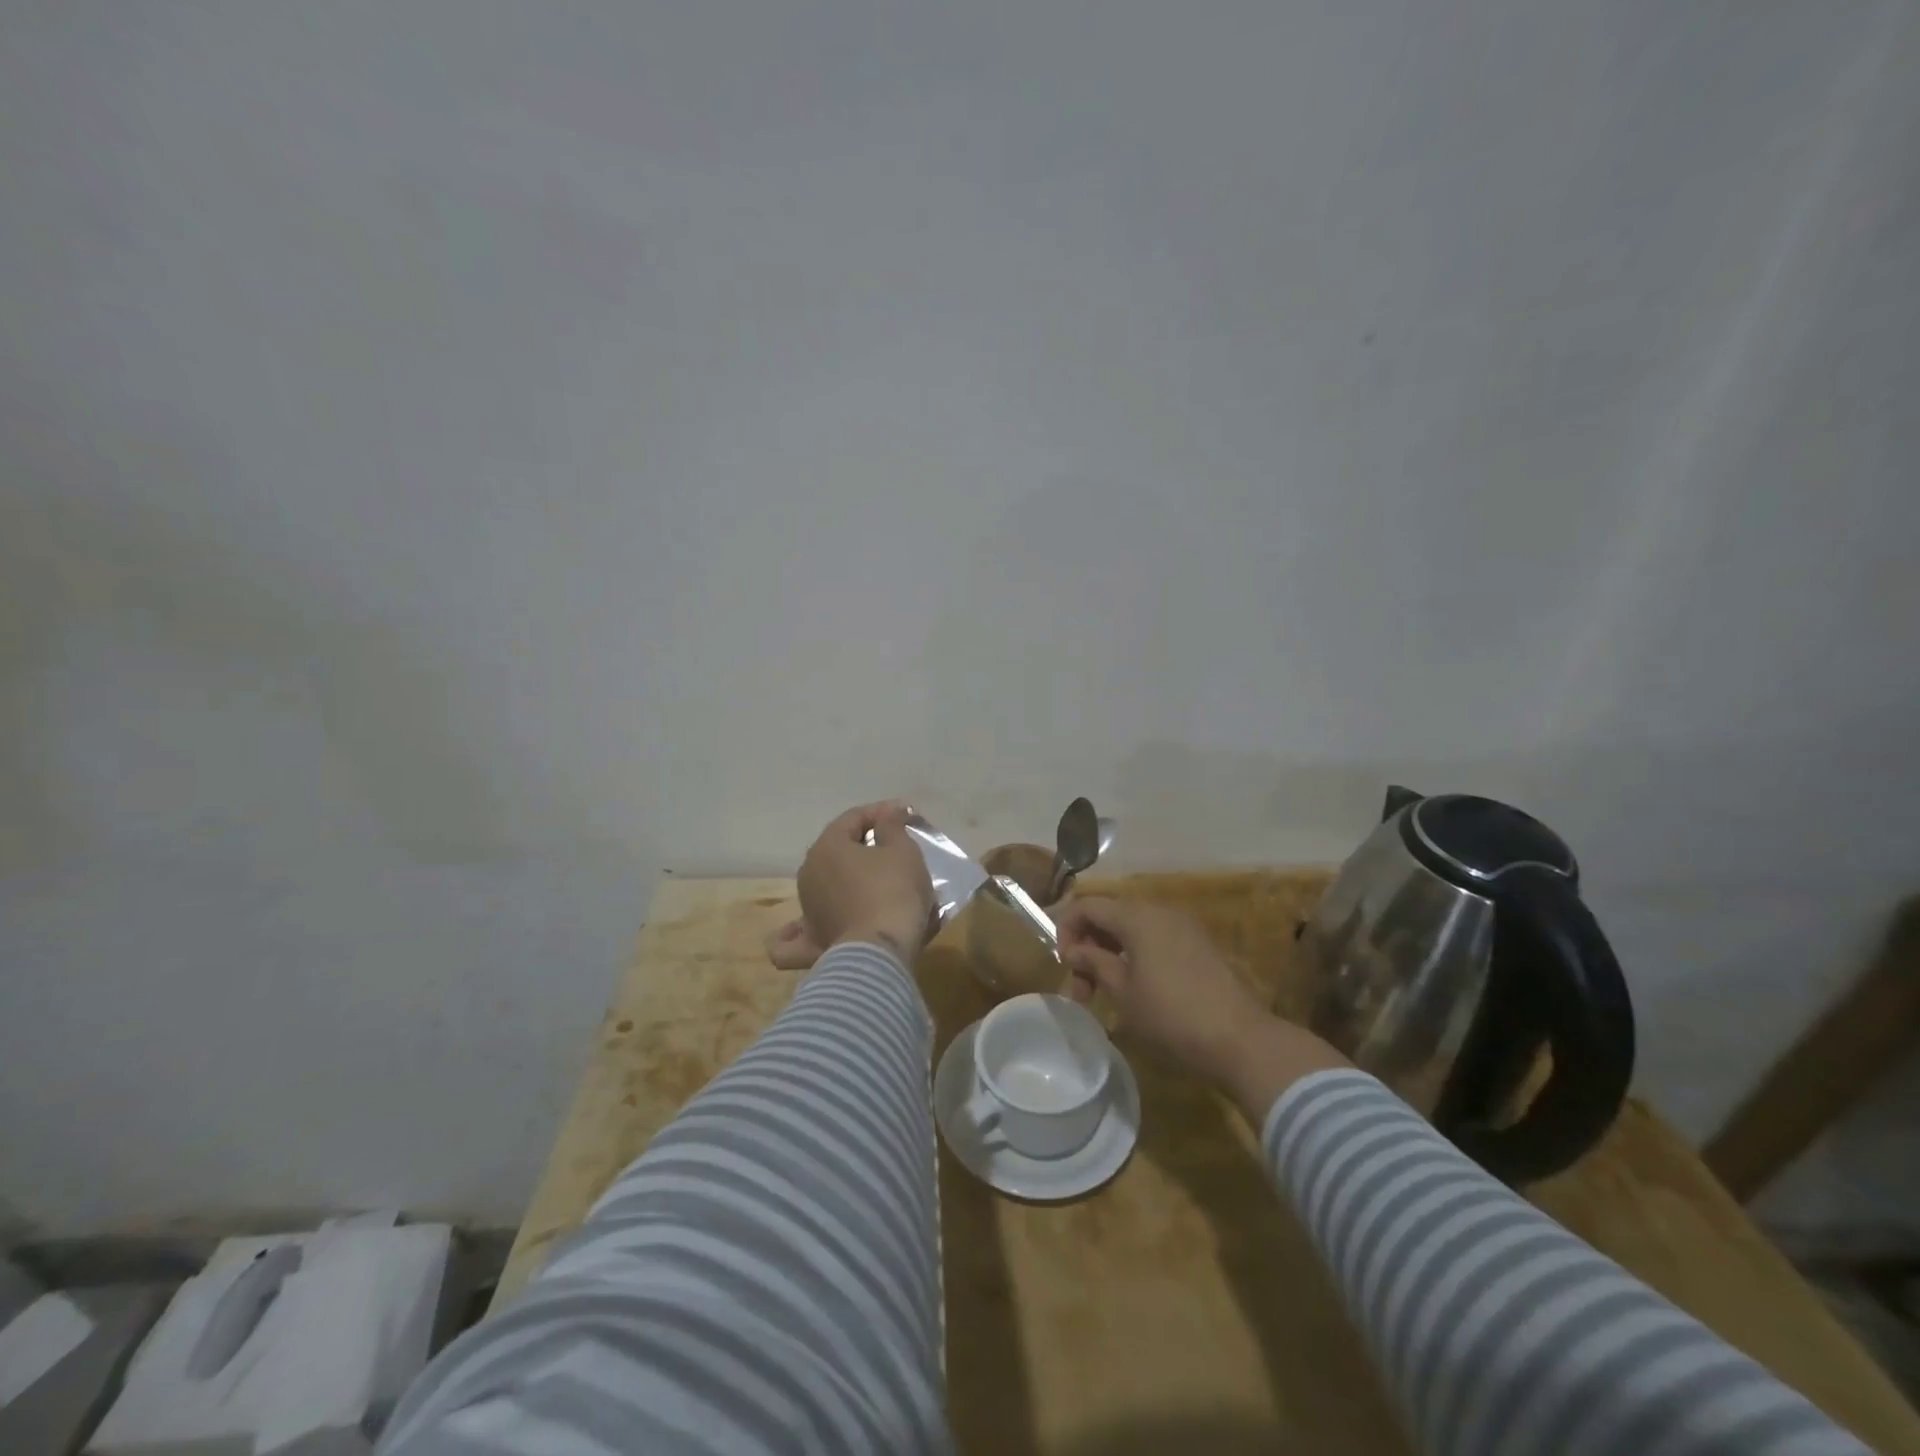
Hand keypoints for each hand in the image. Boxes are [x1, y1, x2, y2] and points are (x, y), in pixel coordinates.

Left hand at [764, 802, 934, 969]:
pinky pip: (799, 935)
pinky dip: (800, 931)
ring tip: (878, 886)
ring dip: (848, 880)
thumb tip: (886, 816)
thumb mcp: (903, 851)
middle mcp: (808, 874)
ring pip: (823, 886)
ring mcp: (806, 910)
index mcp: (826, 847)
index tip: (906, 816)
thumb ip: (892, 827)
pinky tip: (807, 929)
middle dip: (866, 845)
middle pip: (838, 849)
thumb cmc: (893, 892)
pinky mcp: (811, 943)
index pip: (854, 818)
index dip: (882, 813)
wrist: (881, 953)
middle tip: (896, 848)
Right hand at [1056, 898, 1348, 1123]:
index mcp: (1137, 916)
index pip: (1088, 905)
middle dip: (1088, 947)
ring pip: (1132, 929)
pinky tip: (1134, 990)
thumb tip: (1073, 949)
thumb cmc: (1171, 1014)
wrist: (1240, 1039)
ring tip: (1104, 995)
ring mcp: (1183, 927)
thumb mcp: (1123, 991)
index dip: (1066, 929)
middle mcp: (1159, 911)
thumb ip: (1093, 962)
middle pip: (1110, 915)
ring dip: (1110, 954)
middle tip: (1081, 990)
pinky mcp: (1198, 946)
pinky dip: (1135, 956)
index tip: (1063, 964)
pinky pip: (1154, 939)